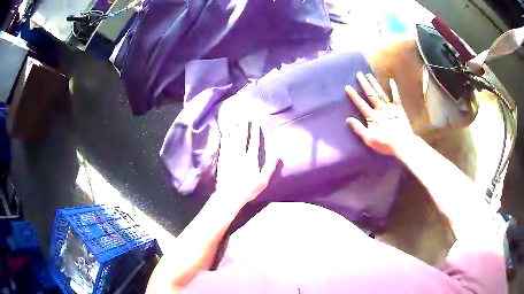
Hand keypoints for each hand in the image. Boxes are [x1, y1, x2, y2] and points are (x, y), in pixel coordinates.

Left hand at [216, 121, 277, 204]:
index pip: (254, 141)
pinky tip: (226, 132)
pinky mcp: (222, 159)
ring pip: (232, 138)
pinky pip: (224, 145)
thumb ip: (270, 166)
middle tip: (245, 116)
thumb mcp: (263, 180)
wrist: (229, 196)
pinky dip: (226, 137)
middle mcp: (240, 154)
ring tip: (236, 120)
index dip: (255, 131)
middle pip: (242, 137)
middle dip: (244, 126)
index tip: (256, 122)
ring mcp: (229, 156)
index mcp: (251, 158)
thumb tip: (277, 153)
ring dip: (235, 128)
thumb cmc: (248, 189)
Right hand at [345, 72, 415, 157]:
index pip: (361, 104)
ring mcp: (390, 108)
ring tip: (368, 75)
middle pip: (370, 95)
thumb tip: (348, 119)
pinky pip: (396, 97)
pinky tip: (391, 80)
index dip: (354, 95)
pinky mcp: (399, 109)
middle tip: (358, 74)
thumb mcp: (369, 140)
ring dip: (374, 83)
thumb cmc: (385, 144)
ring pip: (381, 93)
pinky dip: (394, 89)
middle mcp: (380, 109)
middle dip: (364, 84)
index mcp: (372, 117)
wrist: (403, 144)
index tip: (347, 86)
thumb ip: (359, 129)